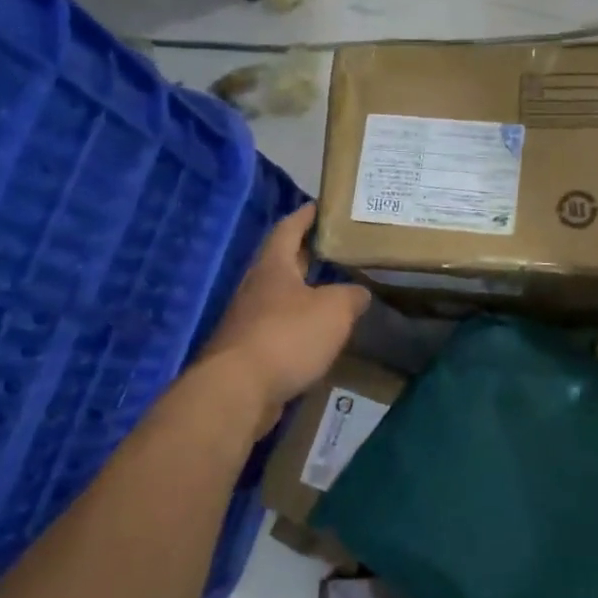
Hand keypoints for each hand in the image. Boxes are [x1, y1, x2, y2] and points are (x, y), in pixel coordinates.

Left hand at [200, 204, 369, 433]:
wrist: (238, 391)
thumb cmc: (287, 336)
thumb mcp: (334, 310)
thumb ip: (350, 296)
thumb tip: (359, 292)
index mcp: (273, 267)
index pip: (288, 229)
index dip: (305, 216)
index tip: (319, 206)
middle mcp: (256, 287)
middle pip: (282, 263)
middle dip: (307, 255)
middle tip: (335, 249)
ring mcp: (248, 320)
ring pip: (280, 298)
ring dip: (303, 294)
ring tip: (333, 294)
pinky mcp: (248, 352)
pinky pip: (278, 329)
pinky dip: (297, 327)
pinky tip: (317, 336)